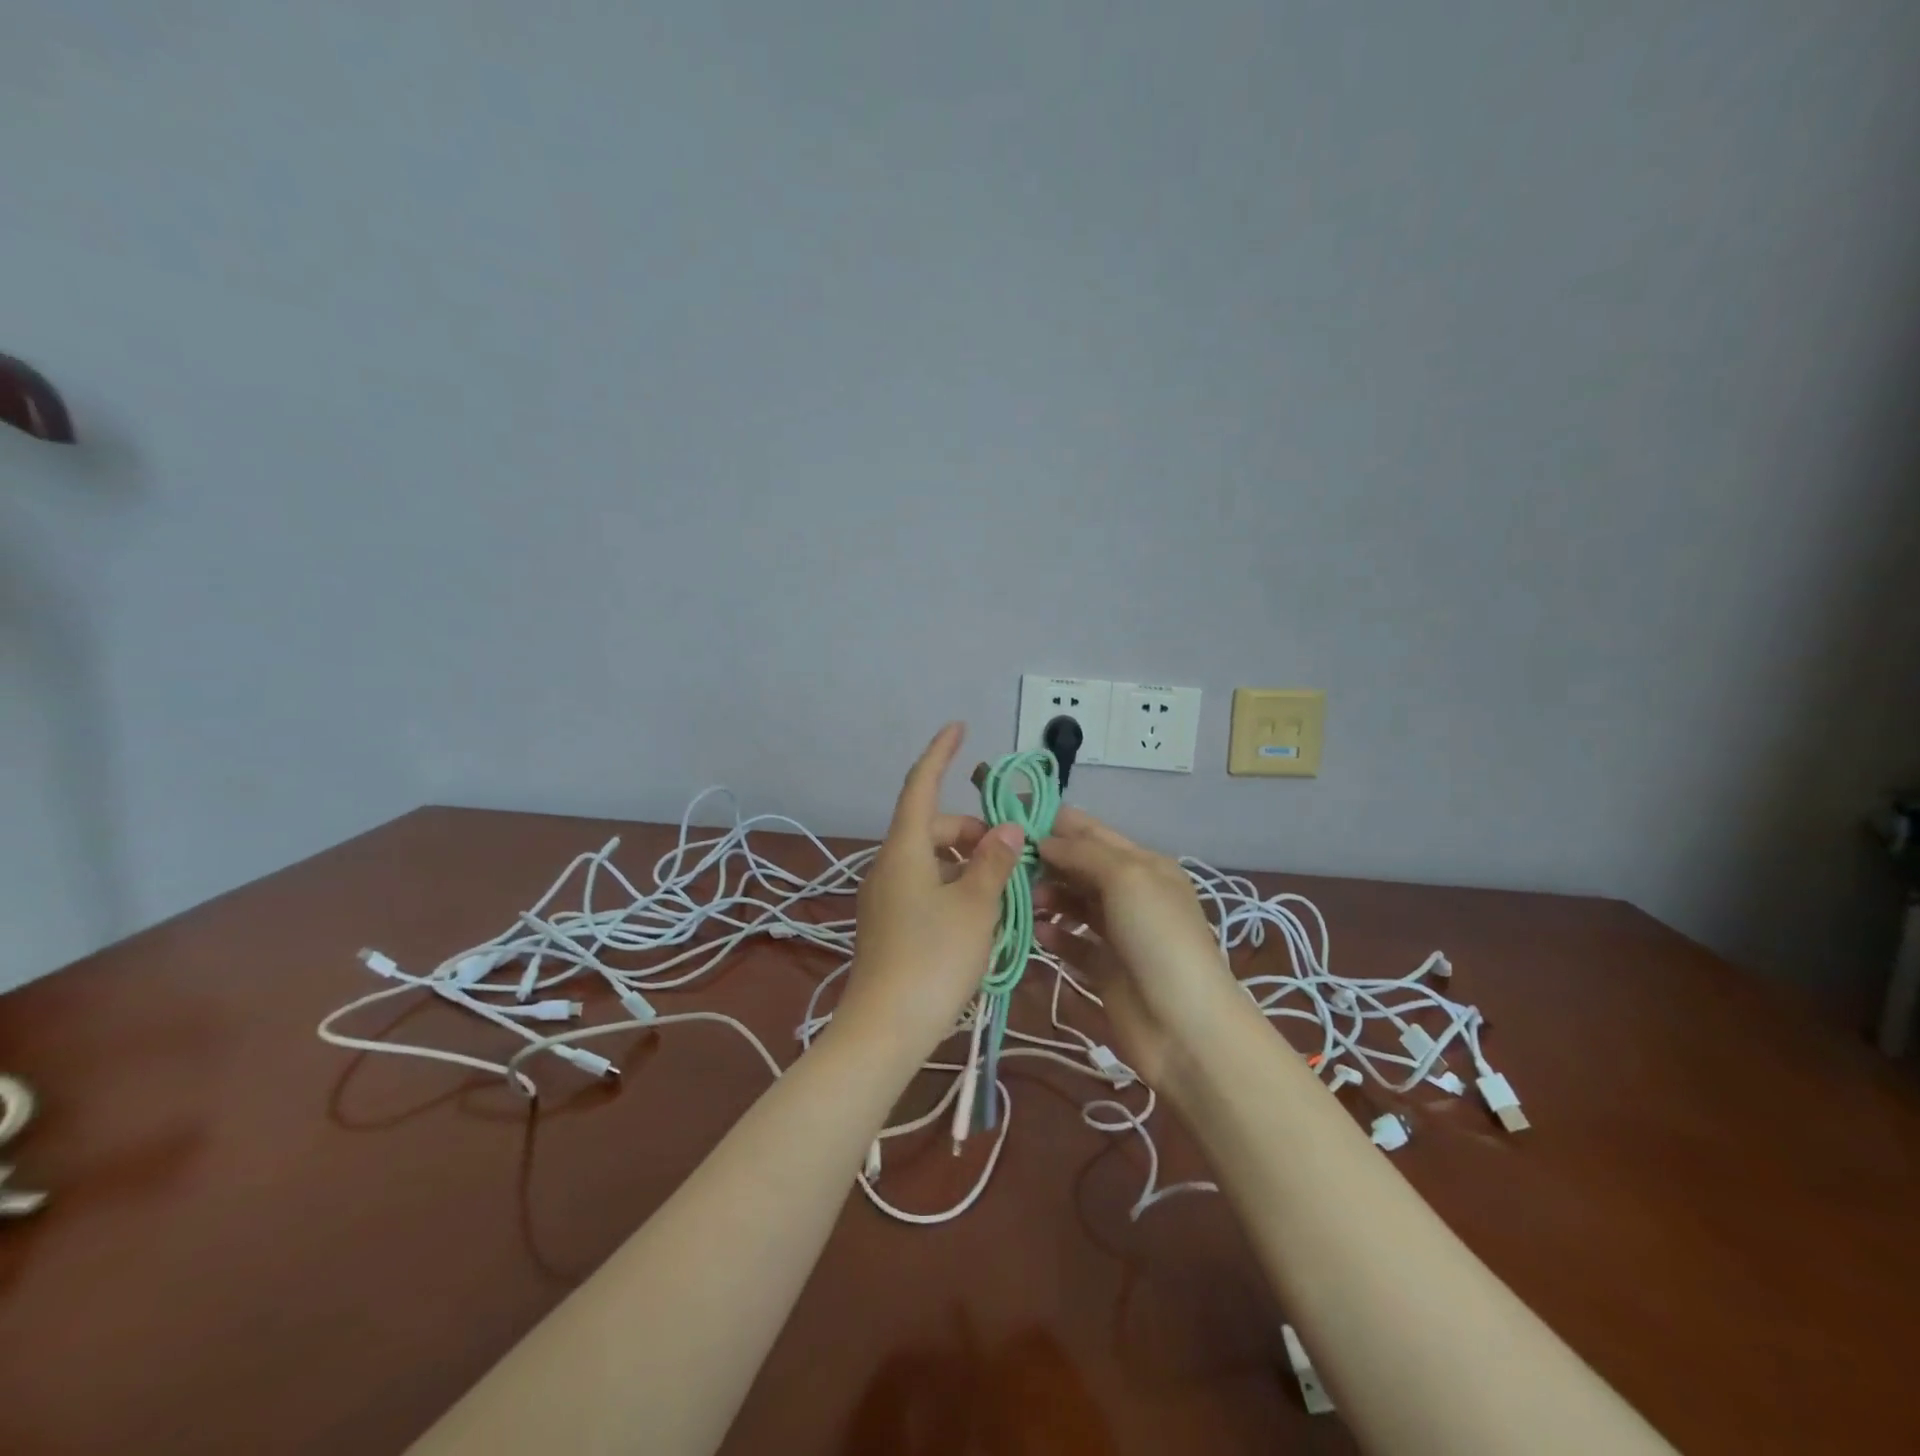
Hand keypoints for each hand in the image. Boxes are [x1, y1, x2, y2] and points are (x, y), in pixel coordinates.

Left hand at [834, 724, 1025, 1063]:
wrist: (884, 1030)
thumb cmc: (934, 959)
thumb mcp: (976, 907)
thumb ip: (994, 862)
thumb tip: (1009, 829)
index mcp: (905, 850)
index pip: (921, 786)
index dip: (940, 753)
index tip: (958, 726)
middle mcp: (889, 865)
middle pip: (935, 828)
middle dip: (975, 831)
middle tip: (1017, 857)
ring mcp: (885, 896)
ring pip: (934, 862)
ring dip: (970, 865)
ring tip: (1008, 893)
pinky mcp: (888, 924)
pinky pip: (926, 888)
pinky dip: (956, 888)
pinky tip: (983, 917)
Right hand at [1033, 807, 1249, 1089]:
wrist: (1185, 1027)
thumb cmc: (1158, 938)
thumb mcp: (1127, 879)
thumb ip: (1083, 853)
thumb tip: (1044, 841)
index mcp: (1144, 865)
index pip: (1092, 832)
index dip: (1054, 822)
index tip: (1010, 817)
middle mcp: (1131, 894)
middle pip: (1079, 867)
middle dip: (1045, 860)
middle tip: (1006, 863)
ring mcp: (1118, 934)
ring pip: (1073, 903)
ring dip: (1046, 896)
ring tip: (1021, 900)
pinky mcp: (1104, 970)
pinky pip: (1072, 943)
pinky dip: (1053, 935)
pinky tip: (1036, 933)